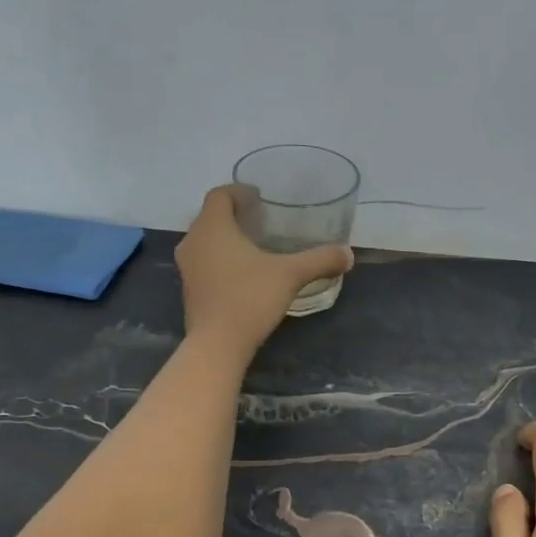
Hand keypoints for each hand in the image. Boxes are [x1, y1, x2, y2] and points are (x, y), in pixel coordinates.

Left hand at [175, 185, 352, 358]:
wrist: (217, 344)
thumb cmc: (250, 298)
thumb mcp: (290, 275)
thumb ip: (320, 260)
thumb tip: (348, 254)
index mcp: (213, 227)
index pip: (219, 195)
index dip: (239, 192)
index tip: (259, 198)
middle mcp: (193, 241)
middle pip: (211, 216)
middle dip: (234, 215)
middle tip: (261, 221)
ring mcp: (187, 267)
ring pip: (206, 241)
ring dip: (226, 238)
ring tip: (254, 247)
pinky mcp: (189, 290)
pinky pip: (204, 262)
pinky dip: (220, 259)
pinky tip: (243, 274)